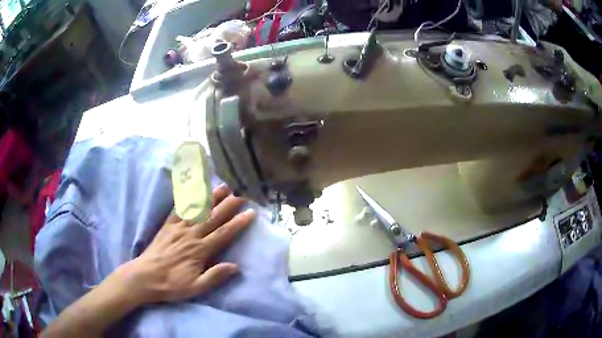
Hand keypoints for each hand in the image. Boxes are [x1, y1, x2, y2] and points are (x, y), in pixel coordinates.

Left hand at [114, 185, 254, 305]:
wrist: (145, 277)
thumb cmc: (171, 284)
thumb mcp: (195, 287)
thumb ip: (215, 277)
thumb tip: (236, 267)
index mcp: (199, 250)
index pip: (223, 233)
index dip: (238, 223)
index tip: (251, 212)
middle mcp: (190, 235)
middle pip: (212, 217)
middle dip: (228, 204)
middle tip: (241, 192)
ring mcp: (178, 228)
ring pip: (198, 210)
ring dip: (211, 197)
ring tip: (223, 186)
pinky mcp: (167, 226)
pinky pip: (179, 209)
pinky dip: (187, 199)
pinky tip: (194, 191)